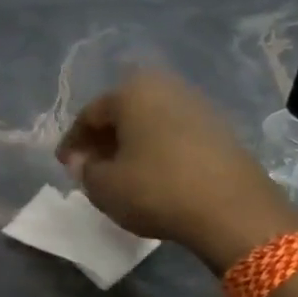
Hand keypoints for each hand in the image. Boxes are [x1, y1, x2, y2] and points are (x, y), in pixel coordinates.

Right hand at [57, 70, 297, 273]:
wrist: (232, 209)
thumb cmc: (156, 190)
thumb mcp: (104, 186)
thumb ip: (85, 170)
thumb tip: (84, 160)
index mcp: (131, 92)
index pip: (90, 114)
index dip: (73, 142)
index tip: (65, 165)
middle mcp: (165, 87)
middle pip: (122, 112)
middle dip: (103, 138)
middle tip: (90, 166)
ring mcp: (197, 105)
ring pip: (150, 121)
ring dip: (131, 143)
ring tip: (120, 172)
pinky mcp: (220, 128)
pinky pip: (174, 133)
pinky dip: (156, 149)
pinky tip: (152, 173)